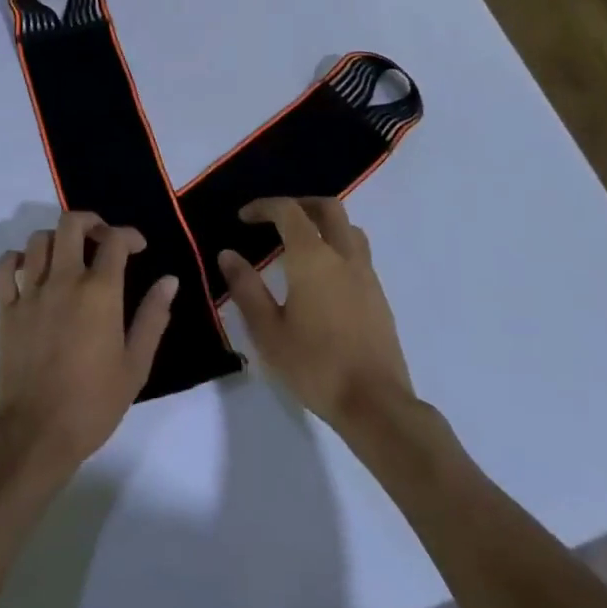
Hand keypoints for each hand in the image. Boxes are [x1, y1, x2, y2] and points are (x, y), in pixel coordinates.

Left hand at [0, 212, 176, 484]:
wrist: (35, 434)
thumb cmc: (93, 403)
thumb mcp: (136, 365)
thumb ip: (153, 317)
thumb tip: (169, 280)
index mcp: (99, 292)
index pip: (114, 240)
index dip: (130, 235)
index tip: (138, 247)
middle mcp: (63, 281)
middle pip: (71, 224)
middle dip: (90, 222)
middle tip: (101, 239)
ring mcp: (30, 293)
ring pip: (38, 239)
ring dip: (57, 239)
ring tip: (68, 256)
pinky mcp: (5, 310)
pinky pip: (4, 268)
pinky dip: (17, 259)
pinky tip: (30, 270)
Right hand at [219, 197, 415, 430]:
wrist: (374, 402)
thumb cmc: (314, 366)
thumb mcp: (268, 331)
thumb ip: (246, 288)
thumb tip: (228, 254)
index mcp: (312, 258)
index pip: (289, 211)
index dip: (264, 207)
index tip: (243, 218)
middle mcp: (343, 256)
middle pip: (327, 209)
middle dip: (299, 204)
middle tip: (274, 219)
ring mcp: (366, 274)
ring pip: (348, 229)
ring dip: (323, 223)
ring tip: (300, 243)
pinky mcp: (378, 295)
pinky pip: (358, 253)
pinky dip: (337, 247)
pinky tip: (323, 277)